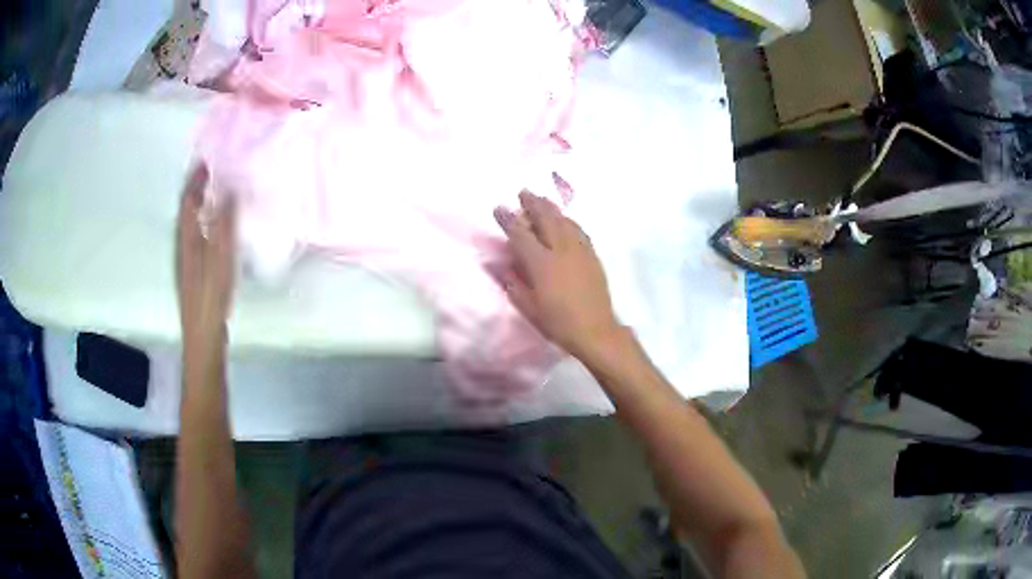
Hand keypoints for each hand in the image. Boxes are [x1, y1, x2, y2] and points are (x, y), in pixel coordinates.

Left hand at [177, 165, 236, 349]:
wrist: (202, 337)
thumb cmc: (211, 298)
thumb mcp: (221, 260)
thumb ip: (224, 225)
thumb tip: (229, 191)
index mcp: (188, 240)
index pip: (188, 202)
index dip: (195, 181)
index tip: (207, 162)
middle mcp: (184, 247)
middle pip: (186, 211)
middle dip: (196, 190)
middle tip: (212, 174)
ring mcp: (187, 261)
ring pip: (190, 225)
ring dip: (200, 206)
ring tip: (215, 195)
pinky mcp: (194, 273)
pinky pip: (197, 237)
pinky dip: (204, 224)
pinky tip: (215, 230)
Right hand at [494, 191, 620, 360]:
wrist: (596, 331)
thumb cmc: (558, 323)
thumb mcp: (528, 307)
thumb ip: (512, 282)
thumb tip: (496, 263)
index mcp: (541, 264)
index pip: (521, 234)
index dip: (508, 219)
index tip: (499, 208)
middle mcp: (561, 250)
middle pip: (546, 219)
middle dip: (533, 203)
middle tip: (523, 192)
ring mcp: (580, 251)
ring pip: (564, 221)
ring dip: (551, 208)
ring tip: (542, 200)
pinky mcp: (592, 256)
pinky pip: (579, 230)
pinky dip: (568, 221)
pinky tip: (565, 220)